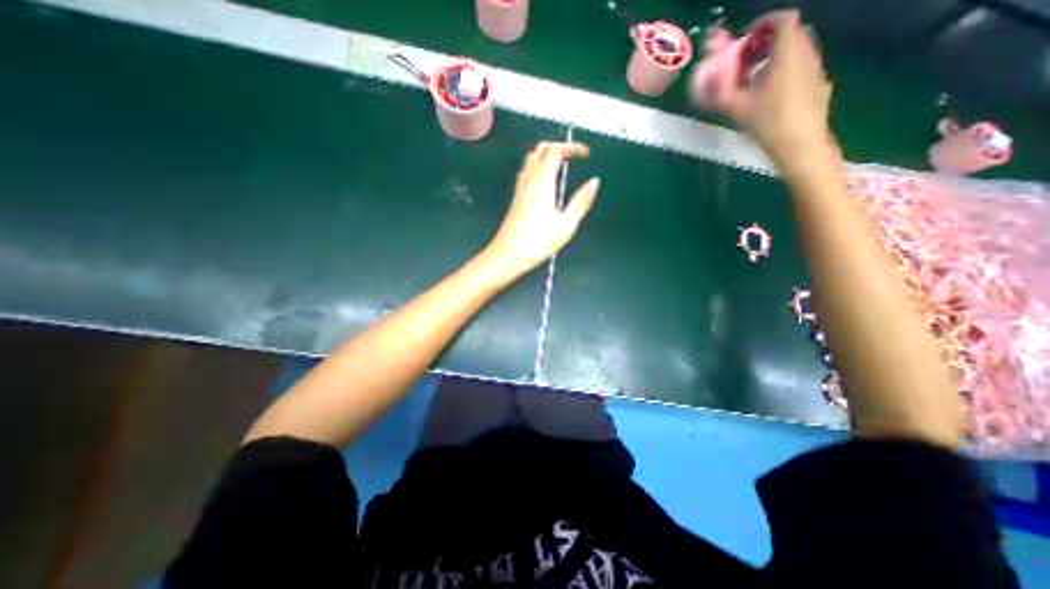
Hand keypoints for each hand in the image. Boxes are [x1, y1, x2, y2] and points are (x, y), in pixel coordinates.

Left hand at [482, 141, 597, 280]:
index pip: (556, 151)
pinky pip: (527, 171)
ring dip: (547, 155)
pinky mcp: (516, 197)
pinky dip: (539, 166)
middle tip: (574, 157)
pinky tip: (547, 181)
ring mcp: (520, 187)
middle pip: (541, 149)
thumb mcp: (566, 224)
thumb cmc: (539, 241)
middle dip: (559, 147)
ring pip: (531, 159)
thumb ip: (581, 201)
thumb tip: (594, 182)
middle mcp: (529, 178)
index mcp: (543, 181)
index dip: (572, 147)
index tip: (586, 154)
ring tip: (563, 166)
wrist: (508, 254)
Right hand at [729, 9, 832, 174]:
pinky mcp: (821, 84)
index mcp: (787, 53)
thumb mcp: (736, 107)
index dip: (764, 23)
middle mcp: (807, 53)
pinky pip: (803, 67)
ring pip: (799, 50)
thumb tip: (710, 77)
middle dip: (769, 40)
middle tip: (749, 59)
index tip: (747, 38)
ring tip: (759, 78)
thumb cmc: (766, 122)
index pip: (782, 20)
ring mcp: (817, 68)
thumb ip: (722, 89)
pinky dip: (788, 69)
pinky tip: (775, 93)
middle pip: (791, 33)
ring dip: (779, 56)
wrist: (799, 144)